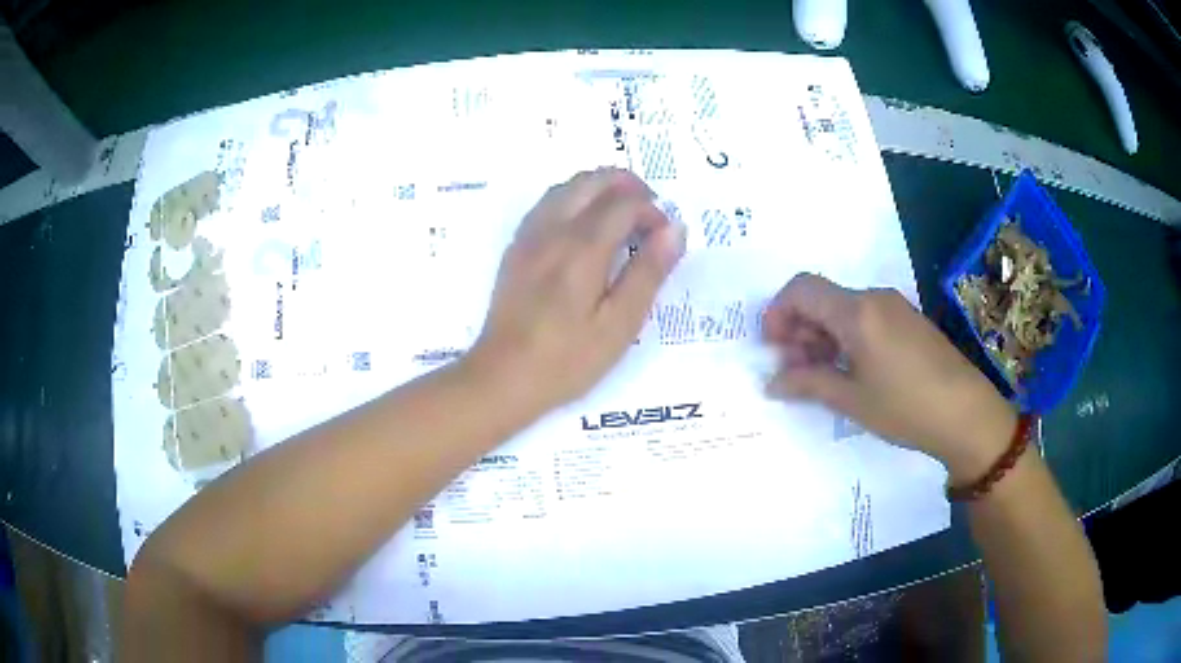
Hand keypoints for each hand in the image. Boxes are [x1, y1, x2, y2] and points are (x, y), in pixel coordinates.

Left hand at [467, 168, 685, 413]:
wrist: (502, 377)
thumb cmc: (567, 359)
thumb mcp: (619, 324)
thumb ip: (648, 273)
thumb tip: (675, 230)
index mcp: (582, 247)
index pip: (625, 202)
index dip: (652, 211)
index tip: (665, 237)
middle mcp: (553, 229)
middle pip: (593, 180)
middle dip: (627, 186)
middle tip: (649, 213)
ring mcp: (529, 235)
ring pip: (567, 186)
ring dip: (600, 187)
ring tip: (622, 214)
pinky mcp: (516, 247)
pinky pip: (547, 203)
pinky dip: (574, 199)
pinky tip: (584, 225)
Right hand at [763, 273, 1017, 482]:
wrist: (967, 414)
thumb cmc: (906, 408)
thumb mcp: (852, 400)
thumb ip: (808, 383)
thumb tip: (772, 382)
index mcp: (856, 311)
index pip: (801, 289)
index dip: (778, 313)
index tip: (773, 349)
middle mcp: (873, 298)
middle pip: (821, 298)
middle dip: (799, 330)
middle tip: (795, 372)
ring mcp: (894, 307)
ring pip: (843, 309)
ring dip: (822, 336)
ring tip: (822, 377)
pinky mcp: (907, 320)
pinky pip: (865, 318)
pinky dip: (846, 338)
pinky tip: (851, 371)